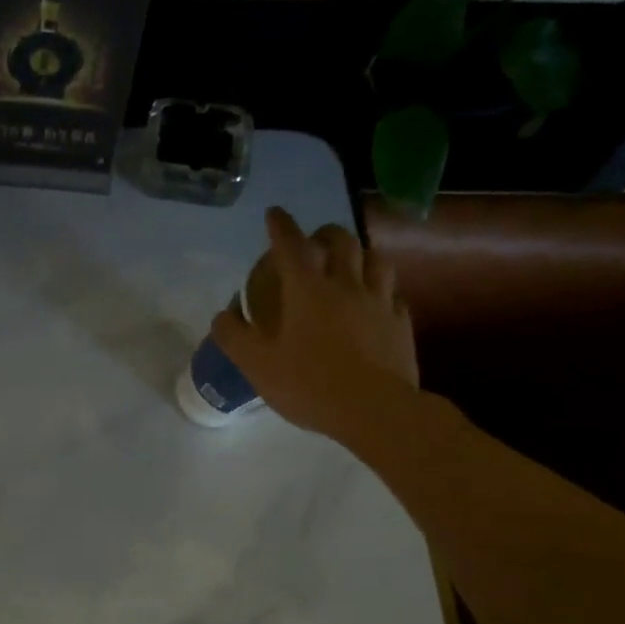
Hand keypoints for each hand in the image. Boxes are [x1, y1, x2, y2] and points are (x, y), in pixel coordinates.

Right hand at [211, 207, 419, 441]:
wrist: (375, 411)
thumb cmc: (309, 385)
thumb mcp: (256, 365)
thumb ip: (234, 336)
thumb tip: (223, 314)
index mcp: (308, 291)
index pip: (292, 246)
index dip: (281, 226)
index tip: (274, 212)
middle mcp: (346, 286)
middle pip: (342, 242)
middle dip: (325, 233)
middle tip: (314, 238)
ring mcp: (380, 303)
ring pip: (376, 260)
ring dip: (360, 253)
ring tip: (351, 261)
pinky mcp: (401, 324)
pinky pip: (394, 295)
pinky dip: (382, 289)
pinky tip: (377, 300)